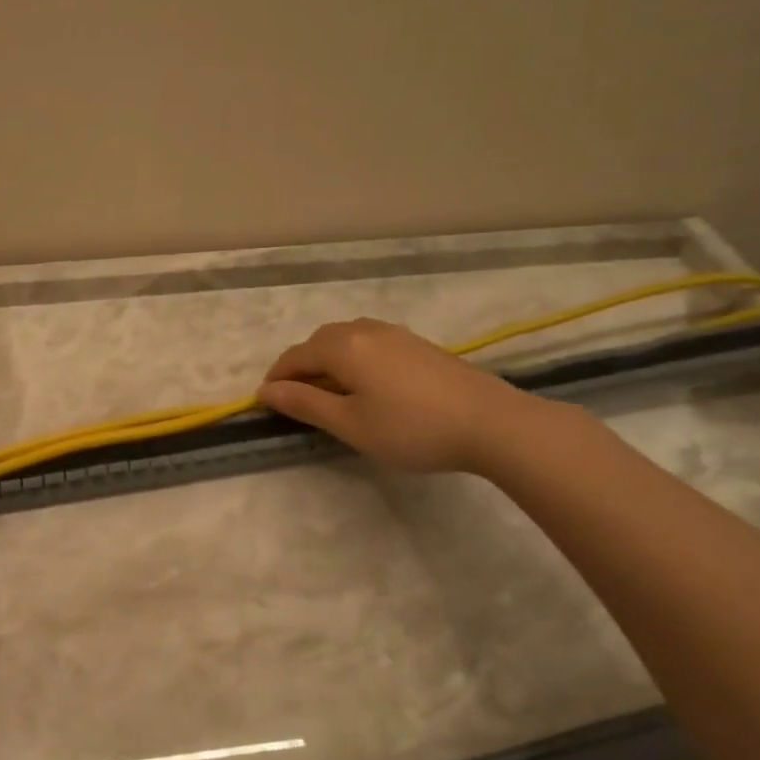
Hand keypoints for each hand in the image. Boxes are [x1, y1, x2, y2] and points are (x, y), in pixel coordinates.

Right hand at [256, 318, 548, 474]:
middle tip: (298, 401)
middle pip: (318, 342)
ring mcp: (395, 334)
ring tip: (332, 393)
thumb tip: (266, 390)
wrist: (493, 423)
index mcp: (342, 347)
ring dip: (328, 361)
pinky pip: (370, 343)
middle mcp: (364, 330)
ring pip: (345, 339)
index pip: (294, 356)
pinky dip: (354, 359)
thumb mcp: (350, 424)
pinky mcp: (418, 344)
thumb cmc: (412, 429)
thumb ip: (305, 404)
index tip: (266, 404)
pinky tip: (369, 385)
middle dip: (301, 367)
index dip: (276, 379)